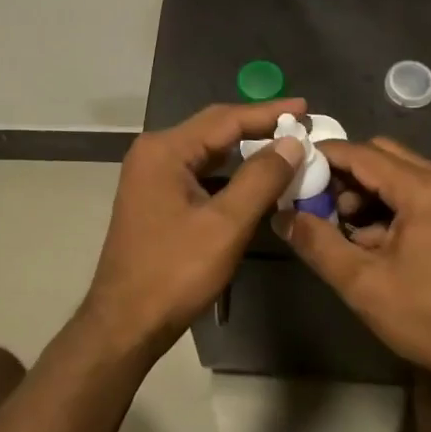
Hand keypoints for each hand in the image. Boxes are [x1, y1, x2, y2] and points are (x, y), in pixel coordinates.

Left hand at [82, 100, 308, 356]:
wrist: (124, 324)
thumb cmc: (174, 273)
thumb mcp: (226, 225)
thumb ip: (261, 179)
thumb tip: (292, 143)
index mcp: (165, 150)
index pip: (225, 118)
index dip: (268, 112)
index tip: (305, 108)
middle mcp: (154, 152)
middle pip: (215, 129)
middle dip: (258, 127)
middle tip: (300, 126)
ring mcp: (152, 175)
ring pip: (207, 151)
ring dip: (245, 150)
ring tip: (285, 148)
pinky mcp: (155, 196)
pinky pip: (199, 172)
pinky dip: (228, 173)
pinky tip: (254, 180)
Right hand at [286, 138, 430, 385]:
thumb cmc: (429, 319)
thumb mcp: (363, 283)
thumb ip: (317, 243)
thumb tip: (281, 216)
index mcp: (425, 189)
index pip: (363, 154)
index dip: (325, 157)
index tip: (295, 168)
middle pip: (385, 155)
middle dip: (348, 174)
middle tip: (321, 204)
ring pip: (405, 174)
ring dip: (372, 191)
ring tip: (349, 230)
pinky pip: (425, 193)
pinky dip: (397, 205)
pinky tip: (381, 242)